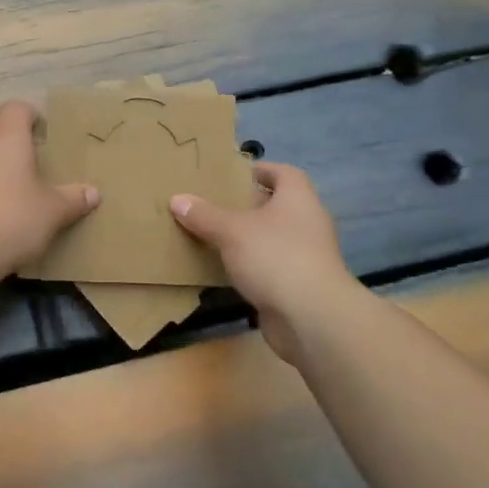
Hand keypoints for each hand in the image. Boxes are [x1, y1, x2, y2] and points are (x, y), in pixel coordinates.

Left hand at [0, 101, 98, 278]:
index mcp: (7, 135)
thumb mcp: (54, 211)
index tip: (46, 135)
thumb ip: (74, 198)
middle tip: (33, 164)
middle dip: (11, 142)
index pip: (17, 107)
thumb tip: (93, 192)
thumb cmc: (13, 217)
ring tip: (15, 190)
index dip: (32, 116)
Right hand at [170, 163, 357, 365]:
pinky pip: (271, 266)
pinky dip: (252, 265)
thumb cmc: (275, 257)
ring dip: (249, 237)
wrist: (311, 317)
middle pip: (278, 206)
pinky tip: (227, 269)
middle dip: (249, 205)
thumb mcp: (232, 231)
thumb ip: (204, 215)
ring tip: (215, 235)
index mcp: (298, 199)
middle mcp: (307, 223)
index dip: (261, 170)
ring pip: (273, 238)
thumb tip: (177, 199)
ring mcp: (306, 256)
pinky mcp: (299, 285)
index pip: (284, 174)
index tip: (234, 174)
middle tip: (215, 203)